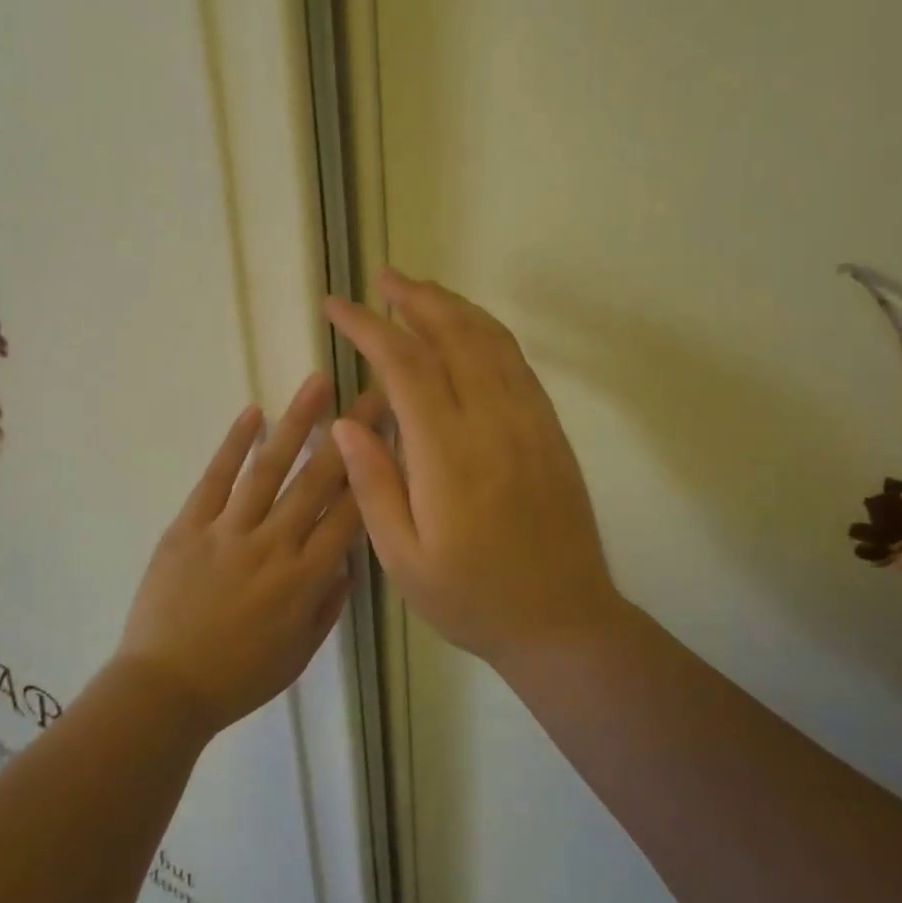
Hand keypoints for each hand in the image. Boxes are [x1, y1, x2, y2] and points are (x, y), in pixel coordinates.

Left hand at [116, 376, 384, 735]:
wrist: (164, 691)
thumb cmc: (238, 678)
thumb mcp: (299, 653)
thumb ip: (328, 604)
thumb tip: (348, 561)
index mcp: (305, 579)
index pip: (350, 514)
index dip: (373, 472)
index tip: (391, 436)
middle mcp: (274, 545)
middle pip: (318, 480)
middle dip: (350, 434)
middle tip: (371, 393)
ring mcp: (229, 531)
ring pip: (270, 467)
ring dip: (296, 423)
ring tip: (318, 384)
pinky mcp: (189, 526)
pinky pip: (215, 478)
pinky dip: (234, 444)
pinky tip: (253, 413)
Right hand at [324, 270, 623, 668]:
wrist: (564, 621)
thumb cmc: (473, 597)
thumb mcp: (403, 559)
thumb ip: (372, 484)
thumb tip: (344, 420)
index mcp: (448, 454)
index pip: (403, 366)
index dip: (367, 328)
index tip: (337, 306)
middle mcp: (492, 423)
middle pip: (453, 336)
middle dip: (414, 300)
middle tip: (383, 281)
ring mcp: (529, 422)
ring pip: (490, 341)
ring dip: (453, 307)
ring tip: (420, 291)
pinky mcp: (550, 430)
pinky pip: (517, 364)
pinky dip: (488, 333)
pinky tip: (470, 330)